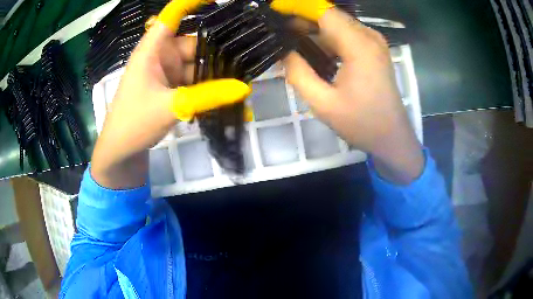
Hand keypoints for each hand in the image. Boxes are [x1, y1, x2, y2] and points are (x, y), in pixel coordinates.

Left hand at [91, 0, 250, 188]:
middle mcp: (161, 55)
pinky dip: (208, 88)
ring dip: (216, 72)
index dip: (193, 2)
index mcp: (152, 49)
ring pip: (196, 63)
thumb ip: (206, 96)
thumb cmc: (133, 123)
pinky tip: (227, 96)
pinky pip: (194, 81)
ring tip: (244, 78)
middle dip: (218, 48)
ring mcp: (167, 72)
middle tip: (249, 55)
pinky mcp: (171, 87)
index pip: (173, 15)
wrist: (121, 151)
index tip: (219, 0)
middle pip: (194, 41)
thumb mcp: (170, 107)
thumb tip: (244, 88)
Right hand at [283, 8, 423, 183]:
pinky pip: (347, 34)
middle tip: (279, 33)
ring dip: (314, 29)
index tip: (274, 10)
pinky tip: (313, 49)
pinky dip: (328, 37)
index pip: (324, 12)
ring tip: (291, 41)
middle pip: (331, 15)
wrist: (392, 137)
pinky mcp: (375, 49)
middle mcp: (369, 36)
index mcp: (359, 46)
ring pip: (338, 24)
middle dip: (303, 18)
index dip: (297, 7)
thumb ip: (298, 73)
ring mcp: (374, 42)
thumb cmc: (362, 123)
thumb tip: (284, 52)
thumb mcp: (323, 103)